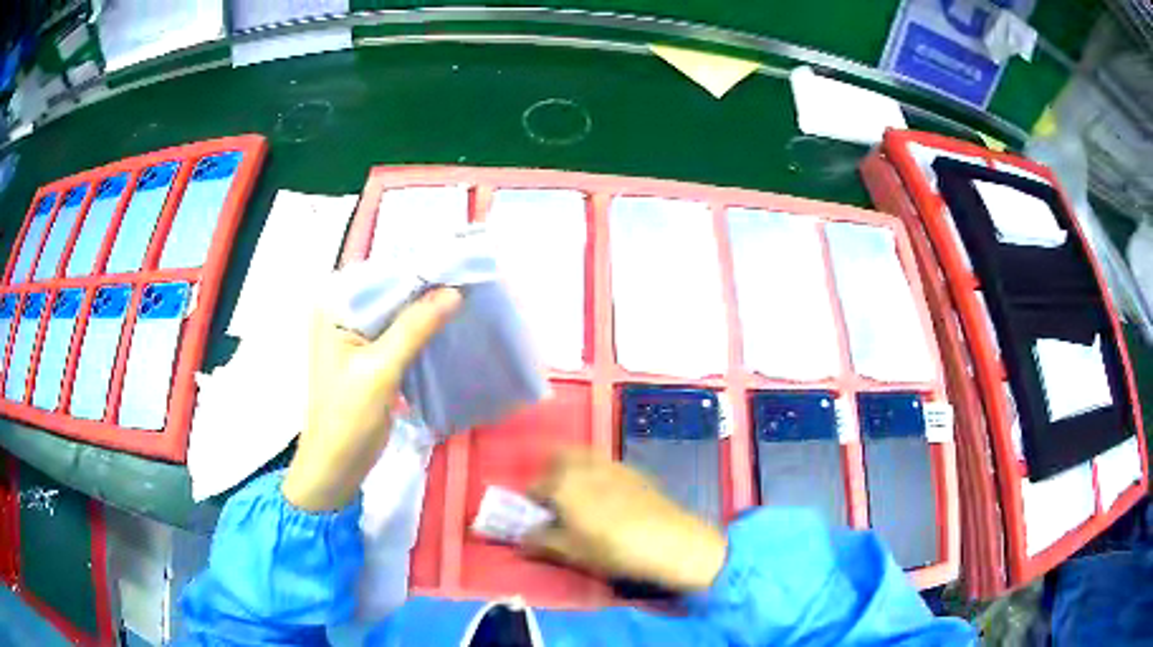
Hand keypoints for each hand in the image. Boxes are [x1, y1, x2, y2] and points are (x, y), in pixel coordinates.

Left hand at [283, 288, 461, 511]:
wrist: (336, 465)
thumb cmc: (348, 417)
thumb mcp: (381, 370)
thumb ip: (415, 327)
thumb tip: (455, 292)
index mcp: (334, 305)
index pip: (383, 274)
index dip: (422, 269)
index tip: (462, 266)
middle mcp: (342, 310)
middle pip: (391, 290)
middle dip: (428, 288)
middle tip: (471, 282)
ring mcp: (355, 332)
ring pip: (398, 310)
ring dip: (428, 309)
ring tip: (467, 299)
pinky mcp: (369, 352)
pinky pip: (399, 331)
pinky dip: (421, 329)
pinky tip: (449, 325)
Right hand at [524, 449, 726, 591]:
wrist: (670, 542)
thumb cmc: (612, 549)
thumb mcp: (571, 552)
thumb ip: (541, 542)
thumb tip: (522, 539)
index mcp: (562, 483)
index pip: (534, 487)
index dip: (532, 505)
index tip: (539, 521)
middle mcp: (583, 465)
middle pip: (557, 458)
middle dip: (551, 474)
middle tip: (557, 502)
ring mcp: (611, 464)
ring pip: (582, 457)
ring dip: (574, 470)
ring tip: (582, 500)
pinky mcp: (634, 470)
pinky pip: (605, 465)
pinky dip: (597, 475)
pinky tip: (609, 500)